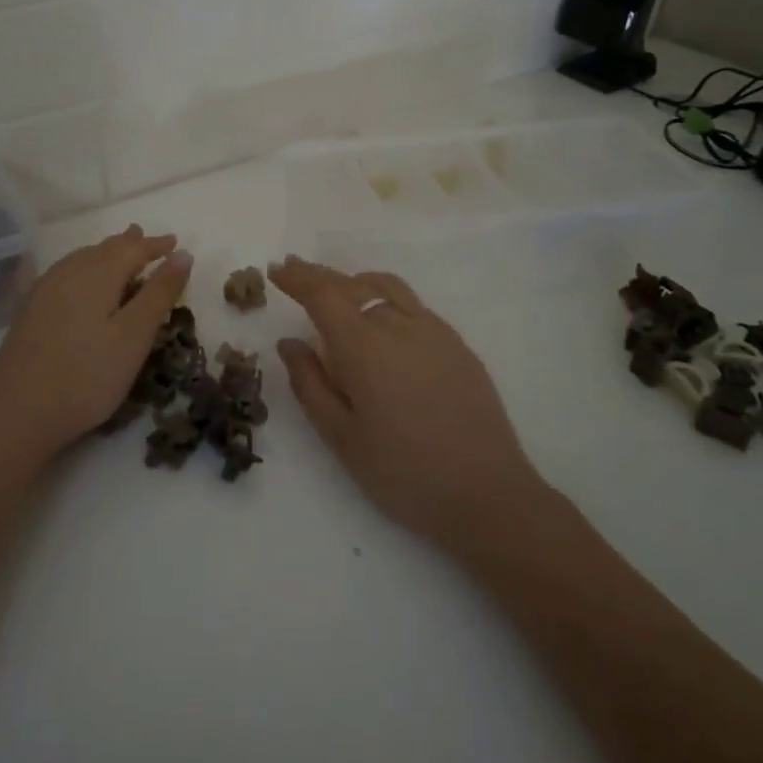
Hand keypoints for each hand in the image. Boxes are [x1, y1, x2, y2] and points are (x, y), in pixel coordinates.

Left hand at [0, 225, 192, 472]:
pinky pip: (65, 273)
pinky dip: (84, 268)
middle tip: (147, 239)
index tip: (175, 242)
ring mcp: (44, 290)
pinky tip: (78, 278)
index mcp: (98, 274)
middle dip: (129, 244)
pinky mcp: (29, 310)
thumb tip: (182, 254)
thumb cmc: (87, 375)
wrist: (16, 413)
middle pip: (104, 249)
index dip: (156, 245)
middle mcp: (69, 272)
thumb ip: (159, 293)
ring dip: (105, 254)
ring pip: (82, 259)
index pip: (133, 249)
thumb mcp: (134, 336)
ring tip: (118, 251)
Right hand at [269, 256, 543, 553]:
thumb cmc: (403, 472)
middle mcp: (398, 325)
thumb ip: (310, 383)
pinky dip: (385, 296)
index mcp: (364, 346)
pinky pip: (412, 304)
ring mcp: (433, 331)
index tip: (275, 269)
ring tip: (337, 287)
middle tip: (294, 269)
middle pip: (352, 285)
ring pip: (386, 287)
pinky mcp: (457, 344)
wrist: (487, 493)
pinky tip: (382, 316)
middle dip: (319, 275)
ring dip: (355, 280)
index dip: (297, 278)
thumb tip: (289, 342)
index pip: (323, 295)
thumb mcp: (341, 437)